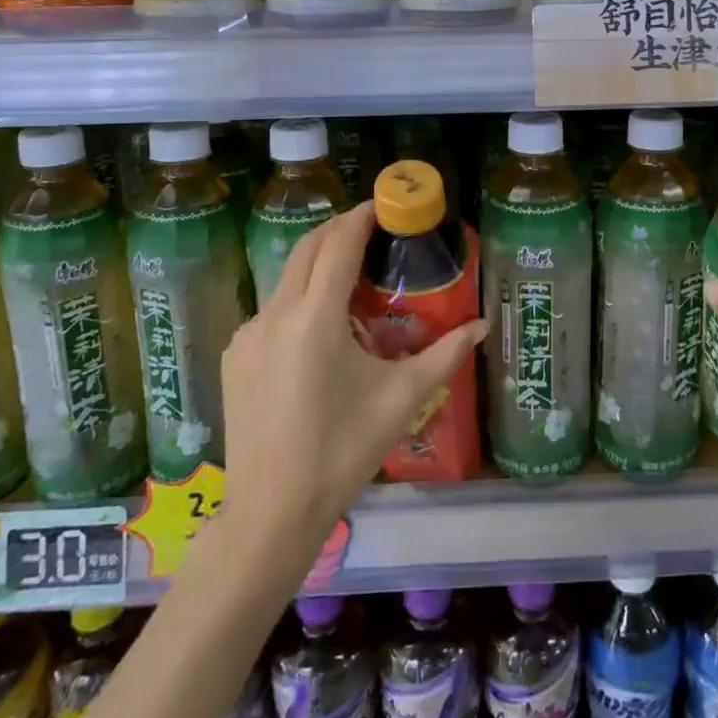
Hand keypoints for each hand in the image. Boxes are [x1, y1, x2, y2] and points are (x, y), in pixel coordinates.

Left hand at [220, 201, 486, 555]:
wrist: (271, 513)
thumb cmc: (343, 451)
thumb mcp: (401, 399)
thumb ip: (445, 355)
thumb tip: (483, 325)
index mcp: (315, 318)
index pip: (340, 244)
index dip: (363, 217)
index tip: (385, 204)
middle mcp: (275, 314)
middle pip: (308, 248)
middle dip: (340, 228)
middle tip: (373, 227)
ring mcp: (248, 334)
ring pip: (287, 278)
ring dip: (318, 263)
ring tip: (352, 277)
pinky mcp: (235, 355)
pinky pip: (271, 309)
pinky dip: (299, 299)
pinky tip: (320, 330)